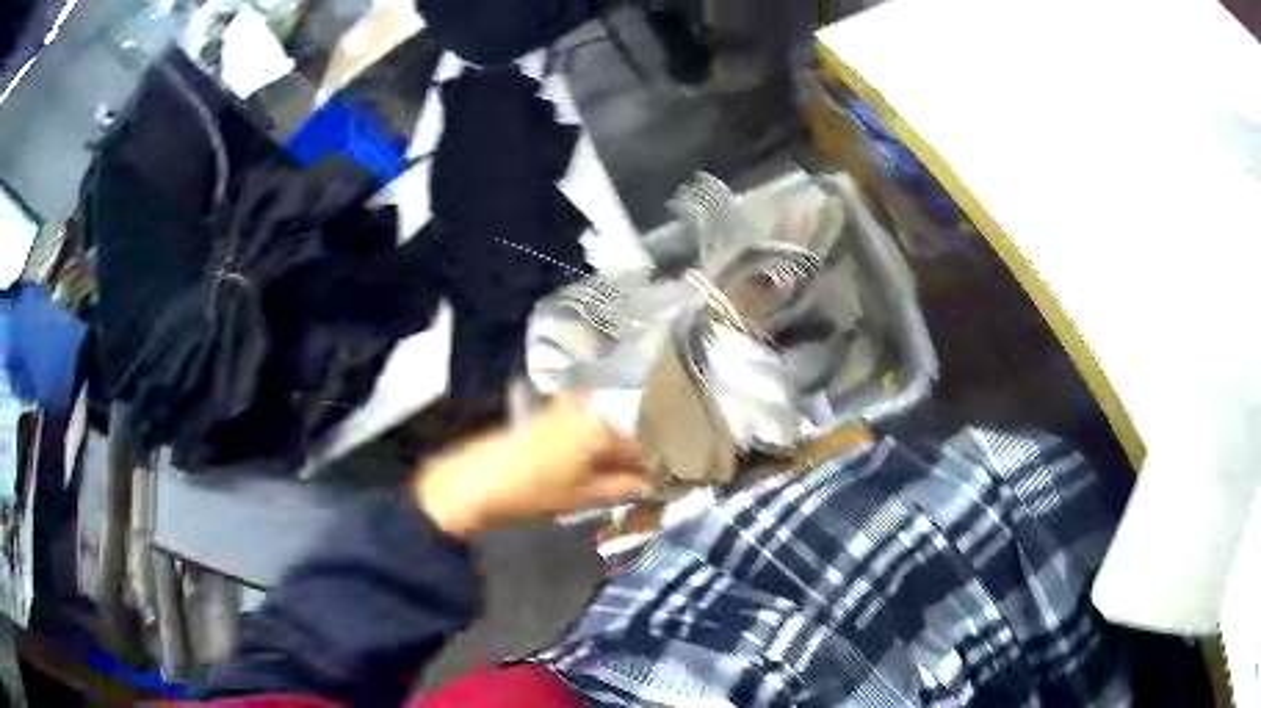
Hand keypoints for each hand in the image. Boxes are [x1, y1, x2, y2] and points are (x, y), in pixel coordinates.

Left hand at [415, 394, 649, 537]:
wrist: (472, 484)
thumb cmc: (532, 493)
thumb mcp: (585, 496)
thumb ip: (626, 487)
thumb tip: (657, 484)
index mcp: (603, 424)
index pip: (648, 440)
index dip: (663, 462)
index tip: (673, 481)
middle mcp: (589, 406)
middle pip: (630, 430)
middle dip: (643, 455)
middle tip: (653, 483)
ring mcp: (567, 407)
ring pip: (610, 427)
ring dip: (621, 451)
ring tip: (630, 478)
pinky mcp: (549, 414)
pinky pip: (589, 427)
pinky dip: (599, 446)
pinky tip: (601, 467)